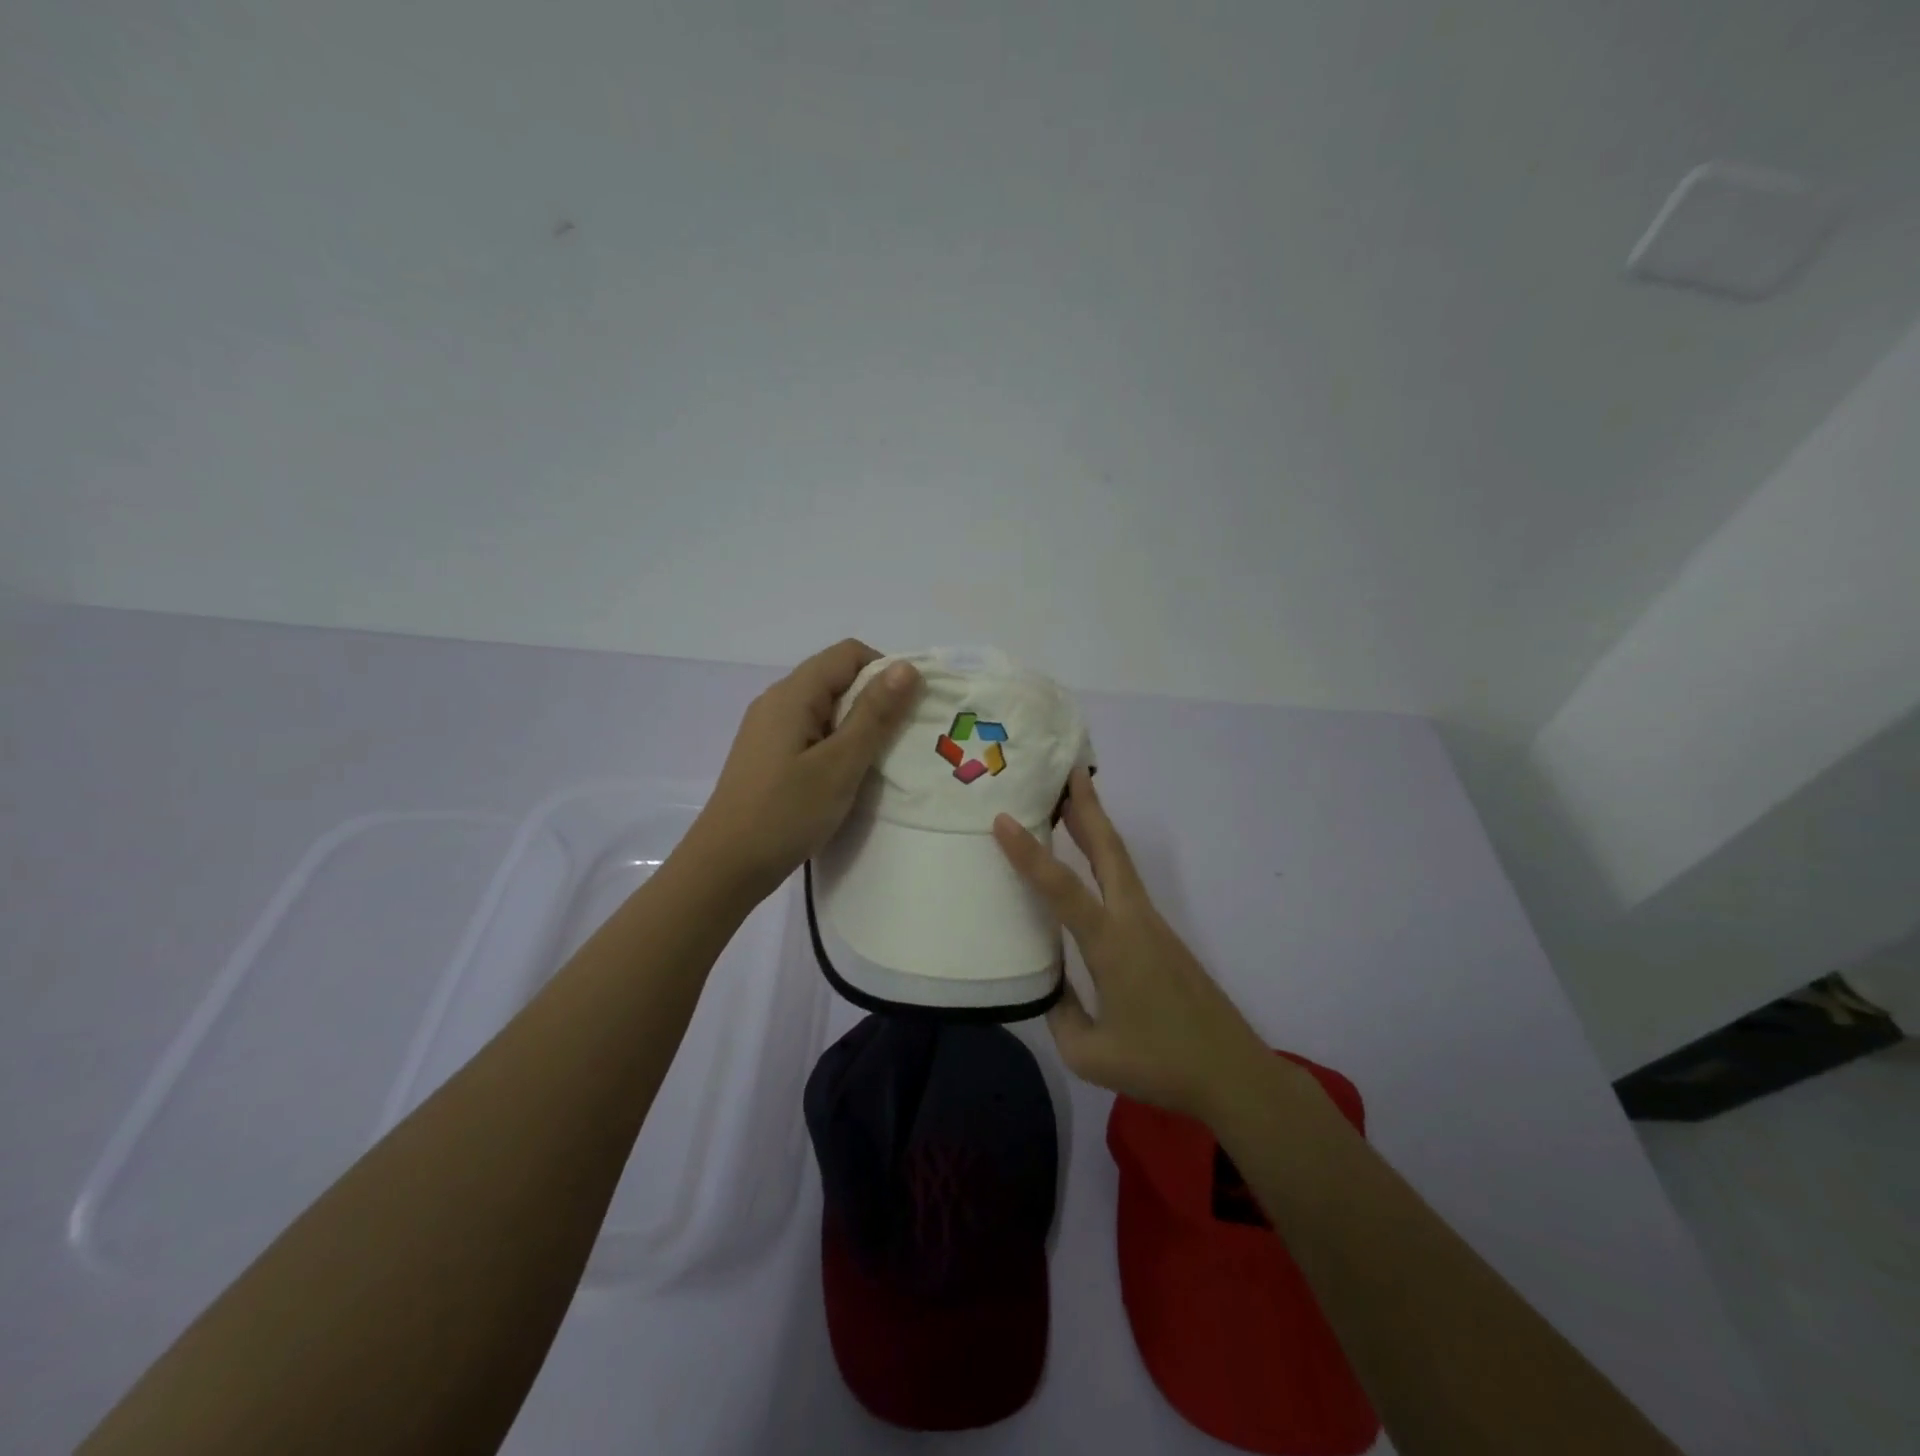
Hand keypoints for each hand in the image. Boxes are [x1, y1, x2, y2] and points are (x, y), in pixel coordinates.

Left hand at [688, 640, 921, 898]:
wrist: (725, 867)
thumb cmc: (786, 813)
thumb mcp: (840, 764)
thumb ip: (874, 714)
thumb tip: (906, 667)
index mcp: (792, 694)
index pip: (849, 653)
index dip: (885, 671)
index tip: (909, 710)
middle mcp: (777, 701)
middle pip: (836, 677)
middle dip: (875, 699)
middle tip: (901, 739)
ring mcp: (769, 729)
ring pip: (825, 708)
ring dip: (857, 725)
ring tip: (880, 760)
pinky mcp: (768, 755)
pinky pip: (811, 732)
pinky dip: (837, 743)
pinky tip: (847, 775)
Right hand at [992, 769, 1273, 1123]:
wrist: (1232, 1072)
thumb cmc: (1159, 1064)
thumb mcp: (1088, 1053)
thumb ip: (1058, 1010)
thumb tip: (1045, 982)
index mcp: (1111, 945)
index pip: (1063, 889)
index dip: (1030, 854)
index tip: (1003, 820)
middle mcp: (1133, 921)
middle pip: (1109, 850)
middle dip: (1088, 806)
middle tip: (1068, 769)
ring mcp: (1151, 924)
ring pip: (1120, 861)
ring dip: (1097, 825)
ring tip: (1074, 798)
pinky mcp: (1160, 935)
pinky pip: (1126, 882)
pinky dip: (1105, 856)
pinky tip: (1090, 862)